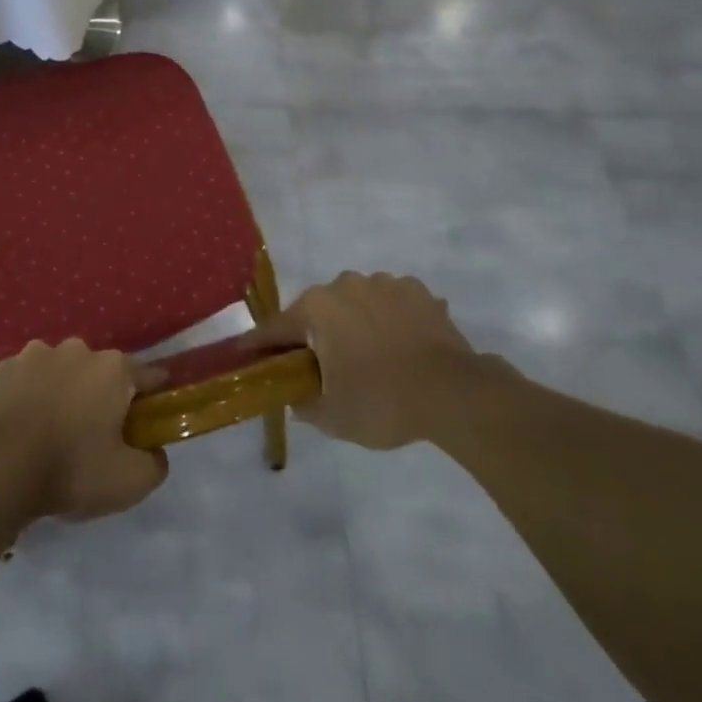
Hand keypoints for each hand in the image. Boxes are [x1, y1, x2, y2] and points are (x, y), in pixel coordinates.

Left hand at [0, 340, 168, 521]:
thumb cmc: (70, 468)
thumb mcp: (129, 482)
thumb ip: (154, 464)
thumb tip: (154, 451)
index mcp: (113, 368)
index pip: (148, 375)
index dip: (154, 397)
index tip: (151, 418)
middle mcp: (78, 349)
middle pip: (102, 372)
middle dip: (103, 396)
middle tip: (97, 435)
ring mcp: (37, 353)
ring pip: (62, 371)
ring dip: (64, 392)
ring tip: (54, 431)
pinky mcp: (5, 367)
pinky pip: (29, 379)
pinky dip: (32, 395)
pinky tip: (24, 425)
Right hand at [244, 271, 494, 449]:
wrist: (456, 394)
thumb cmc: (384, 402)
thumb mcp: (333, 417)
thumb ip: (304, 404)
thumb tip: (296, 396)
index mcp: (316, 308)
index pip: (276, 327)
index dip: (260, 344)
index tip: (246, 354)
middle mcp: (344, 284)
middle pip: (317, 311)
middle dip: (315, 334)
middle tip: (321, 366)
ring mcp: (384, 283)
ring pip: (355, 303)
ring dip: (354, 323)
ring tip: (370, 357)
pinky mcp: (417, 291)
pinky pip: (391, 303)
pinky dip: (389, 319)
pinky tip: (400, 345)